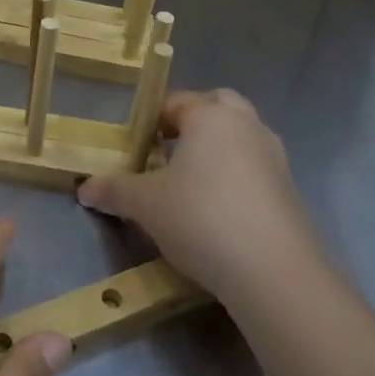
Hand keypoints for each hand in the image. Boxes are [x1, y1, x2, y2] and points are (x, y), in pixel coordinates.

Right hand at [77, 89, 320, 302]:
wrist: (275, 273)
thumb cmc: (201, 218)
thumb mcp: (146, 205)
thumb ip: (114, 190)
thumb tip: (84, 188)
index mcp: (211, 116)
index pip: (176, 101)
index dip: (153, 120)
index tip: (137, 146)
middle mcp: (246, 126)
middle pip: (218, 106)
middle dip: (194, 122)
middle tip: (168, 150)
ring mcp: (274, 157)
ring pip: (241, 137)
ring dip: (219, 149)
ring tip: (191, 182)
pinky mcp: (290, 190)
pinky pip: (256, 168)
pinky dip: (237, 177)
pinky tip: (219, 210)